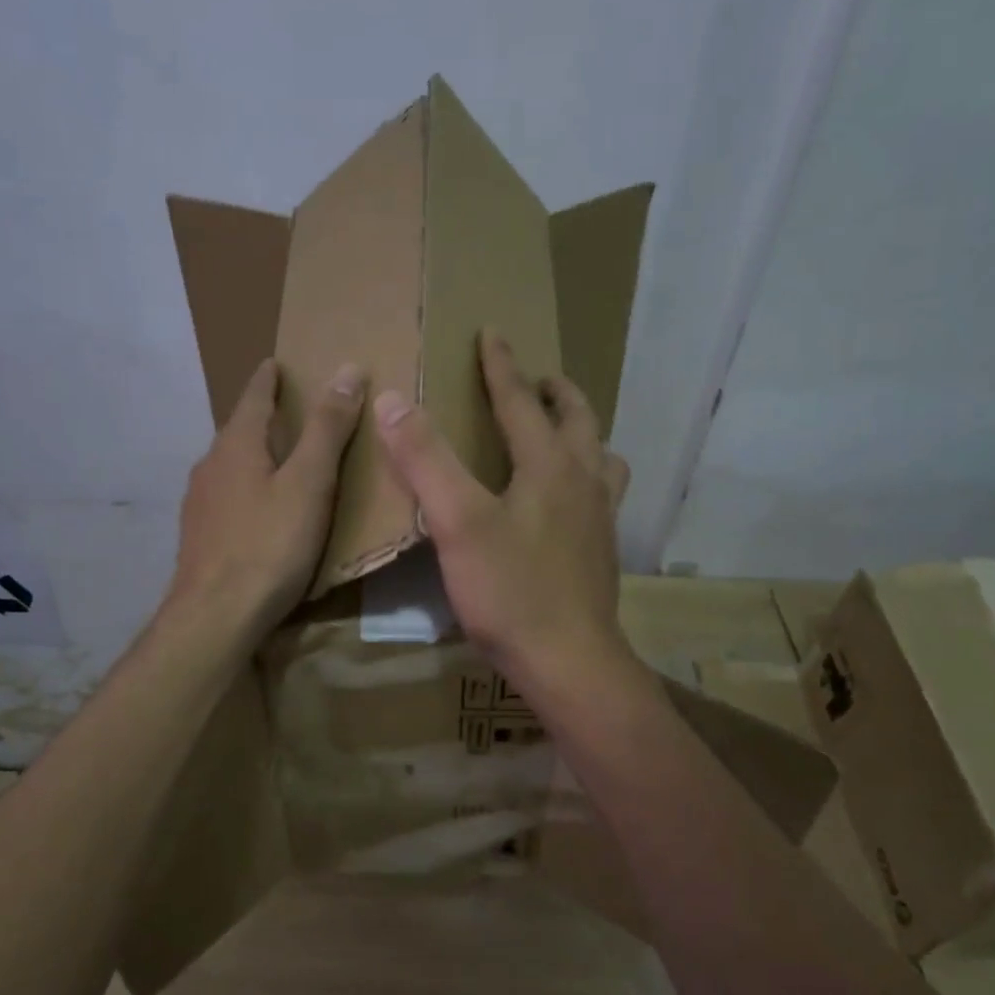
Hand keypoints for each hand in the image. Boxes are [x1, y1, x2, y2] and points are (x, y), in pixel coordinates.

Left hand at [167, 357, 365, 637]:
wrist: (215, 615)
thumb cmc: (269, 545)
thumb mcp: (310, 484)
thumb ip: (328, 429)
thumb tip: (348, 370)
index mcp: (237, 444)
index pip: (254, 396)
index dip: (268, 378)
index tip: (276, 363)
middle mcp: (210, 465)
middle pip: (239, 430)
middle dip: (262, 416)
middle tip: (290, 410)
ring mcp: (199, 502)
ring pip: (231, 465)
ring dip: (254, 454)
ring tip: (280, 458)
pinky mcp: (199, 535)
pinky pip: (228, 496)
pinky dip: (248, 487)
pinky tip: (260, 509)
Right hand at [374, 329, 632, 694]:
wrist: (569, 661)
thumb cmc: (511, 591)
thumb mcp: (458, 523)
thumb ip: (426, 460)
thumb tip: (392, 400)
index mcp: (550, 465)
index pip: (521, 402)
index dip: (501, 367)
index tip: (492, 333)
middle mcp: (584, 481)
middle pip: (579, 420)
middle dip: (556, 392)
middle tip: (538, 379)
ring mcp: (600, 518)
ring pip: (602, 457)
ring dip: (582, 433)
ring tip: (562, 433)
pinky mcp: (602, 551)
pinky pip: (602, 495)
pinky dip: (587, 476)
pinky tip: (568, 501)